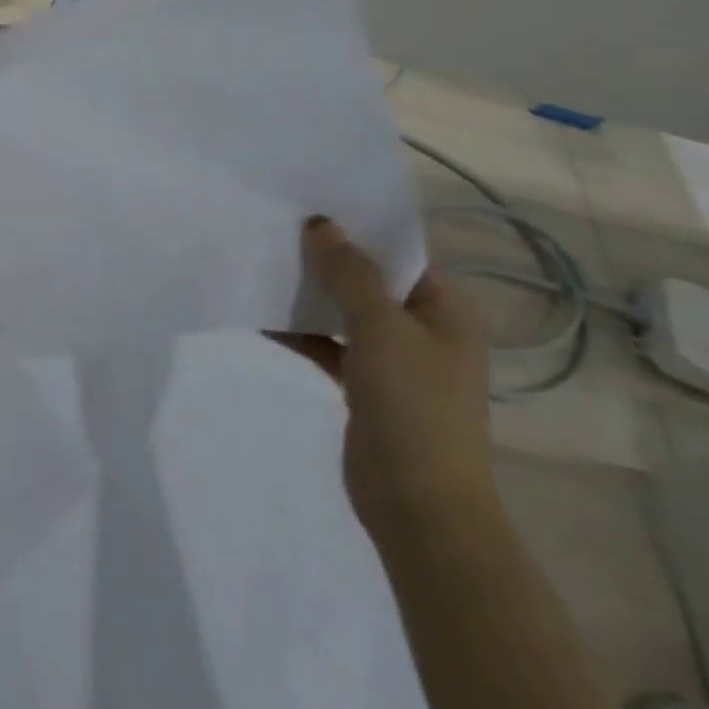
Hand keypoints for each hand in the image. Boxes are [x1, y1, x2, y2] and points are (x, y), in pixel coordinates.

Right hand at [277, 218, 495, 542]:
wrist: (418, 503)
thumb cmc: (413, 405)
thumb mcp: (380, 328)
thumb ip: (349, 274)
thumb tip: (320, 223)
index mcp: (445, 311)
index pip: (400, 255)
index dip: (359, 229)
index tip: (309, 205)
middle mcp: (424, 330)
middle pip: (369, 281)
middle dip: (326, 259)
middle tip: (276, 229)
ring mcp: (395, 360)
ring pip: (345, 312)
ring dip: (310, 295)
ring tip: (263, 265)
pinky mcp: (366, 386)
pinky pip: (328, 344)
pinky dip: (301, 332)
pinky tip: (262, 319)